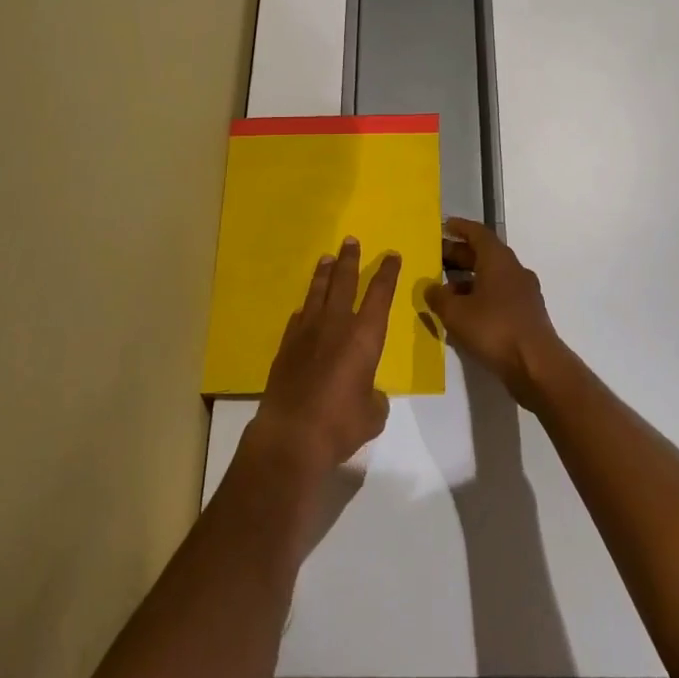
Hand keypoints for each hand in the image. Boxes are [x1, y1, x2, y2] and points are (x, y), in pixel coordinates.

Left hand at [247, 238, 399, 477]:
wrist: (290, 437)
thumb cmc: (340, 424)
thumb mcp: (372, 416)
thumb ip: (375, 400)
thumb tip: (370, 395)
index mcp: (364, 336)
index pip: (380, 294)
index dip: (387, 273)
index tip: (391, 255)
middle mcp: (336, 324)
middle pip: (344, 281)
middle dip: (350, 259)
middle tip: (351, 240)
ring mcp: (307, 332)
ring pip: (318, 292)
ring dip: (324, 273)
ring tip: (327, 258)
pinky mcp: (286, 347)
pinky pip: (298, 317)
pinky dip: (304, 308)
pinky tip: (304, 306)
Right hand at [423, 217, 567, 412]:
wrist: (537, 365)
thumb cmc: (494, 329)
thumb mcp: (456, 313)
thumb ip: (439, 297)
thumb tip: (430, 288)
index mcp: (498, 259)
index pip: (478, 233)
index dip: (460, 228)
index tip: (444, 226)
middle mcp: (513, 269)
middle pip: (484, 254)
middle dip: (459, 256)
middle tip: (436, 259)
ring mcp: (523, 292)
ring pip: (491, 277)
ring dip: (468, 280)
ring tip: (444, 291)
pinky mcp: (526, 314)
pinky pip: (499, 296)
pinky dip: (480, 298)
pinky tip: (464, 316)